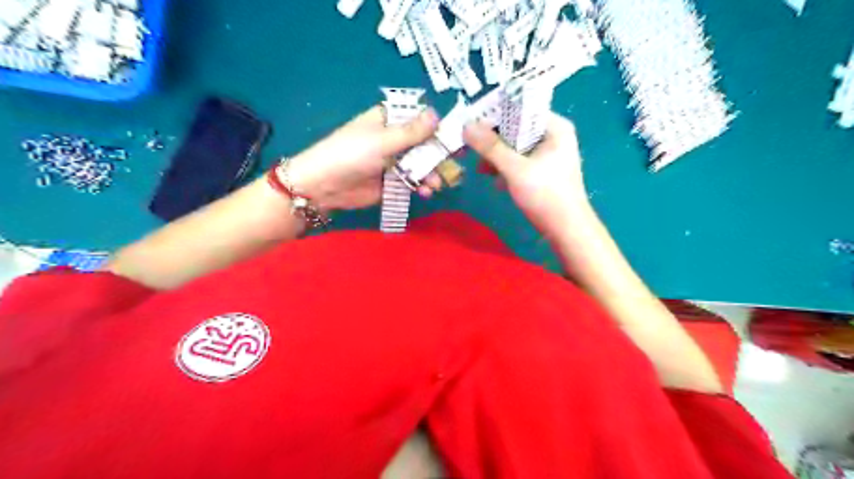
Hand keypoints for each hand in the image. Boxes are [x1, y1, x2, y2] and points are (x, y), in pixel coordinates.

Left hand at [286, 106, 447, 211]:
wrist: (324, 186)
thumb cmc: (351, 154)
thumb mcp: (382, 141)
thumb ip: (411, 132)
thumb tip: (436, 114)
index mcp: (388, 121)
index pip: (419, 119)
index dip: (438, 126)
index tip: (457, 135)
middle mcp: (393, 139)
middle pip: (424, 143)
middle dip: (438, 154)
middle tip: (455, 163)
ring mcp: (393, 162)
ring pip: (420, 164)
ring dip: (431, 173)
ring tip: (436, 184)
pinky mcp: (392, 182)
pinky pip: (412, 182)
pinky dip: (421, 186)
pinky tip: (426, 192)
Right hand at [464, 115, 591, 236]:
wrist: (567, 231)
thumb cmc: (545, 195)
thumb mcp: (515, 169)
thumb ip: (491, 147)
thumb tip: (466, 126)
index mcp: (555, 127)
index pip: (520, 109)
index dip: (494, 115)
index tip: (471, 127)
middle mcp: (554, 136)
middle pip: (516, 128)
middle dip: (494, 140)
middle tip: (472, 149)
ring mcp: (549, 154)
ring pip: (516, 146)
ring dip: (498, 156)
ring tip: (482, 170)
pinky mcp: (543, 171)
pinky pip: (520, 161)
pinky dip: (507, 168)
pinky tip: (496, 182)